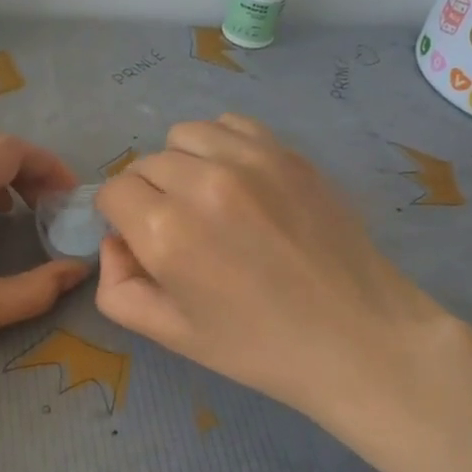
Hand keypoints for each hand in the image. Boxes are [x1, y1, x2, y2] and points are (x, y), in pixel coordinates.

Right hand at [94, 114, 471, 450]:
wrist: (357, 339)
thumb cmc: (258, 347)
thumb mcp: (171, 335)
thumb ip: (118, 288)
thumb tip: (115, 242)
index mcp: (165, 232)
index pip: (113, 191)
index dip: (119, 217)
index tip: (141, 240)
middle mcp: (201, 182)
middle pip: (145, 163)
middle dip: (148, 194)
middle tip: (179, 231)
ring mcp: (249, 160)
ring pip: (184, 136)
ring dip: (182, 163)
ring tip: (208, 199)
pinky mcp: (287, 152)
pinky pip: (230, 124)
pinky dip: (221, 145)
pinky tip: (239, 180)